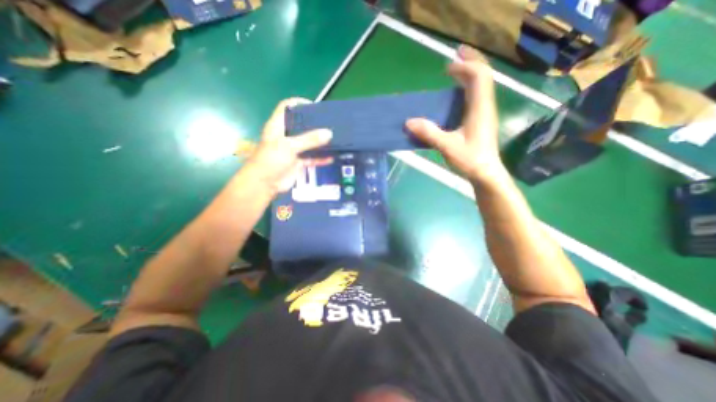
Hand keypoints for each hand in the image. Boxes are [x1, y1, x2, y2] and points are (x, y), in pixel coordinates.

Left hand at [240, 99, 328, 195]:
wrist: (265, 184)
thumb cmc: (272, 160)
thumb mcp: (290, 146)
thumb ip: (309, 139)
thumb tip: (329, 133)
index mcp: (278, 126)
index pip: (286, 107)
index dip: (299, 103)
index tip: (315, 106)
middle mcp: (286, 136)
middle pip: (301, 125)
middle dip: (314, 124)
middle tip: (330, 123)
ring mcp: (293, 150)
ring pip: (309, 143)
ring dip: (320, 142)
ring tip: (335, 138)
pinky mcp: (298, 162)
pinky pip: (312, 158)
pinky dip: (321, 158)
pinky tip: (331, 157)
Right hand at [408, 46, 502, 183]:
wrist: (486, 174)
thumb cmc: (470, 160)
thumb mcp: (447, 147)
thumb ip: (429, 133)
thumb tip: (408, 122)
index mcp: (479, 108)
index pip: (479, 76)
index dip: (465, 67)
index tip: (448, 67)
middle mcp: (485, 106)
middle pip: (484, 76)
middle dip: (471, 61)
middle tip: (457, 53)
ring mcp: (485, 113)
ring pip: (482, 85)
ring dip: (470, 73)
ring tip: (456, 69)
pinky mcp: (481, 120)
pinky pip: (477, 96)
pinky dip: (468, 87)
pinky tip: (458, 92)